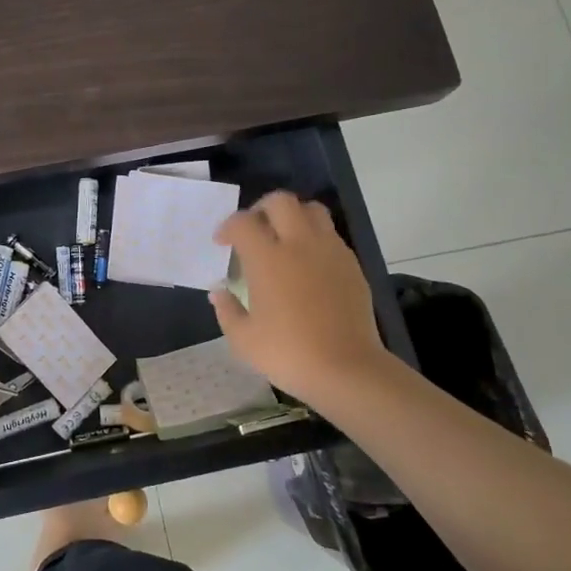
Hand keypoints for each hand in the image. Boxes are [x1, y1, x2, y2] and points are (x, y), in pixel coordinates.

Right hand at [209, 192, 392, 408]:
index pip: (242, 222)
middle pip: (280, 201)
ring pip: (312, 210)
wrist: (346, 369)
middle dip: (261, 208)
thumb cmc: (287, 353)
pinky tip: (307, 263)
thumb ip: (226, 309)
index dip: (227, 227)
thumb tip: (219, 291)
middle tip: (253, 230)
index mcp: (267, 258)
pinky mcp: (351, 265)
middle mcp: (299, 244)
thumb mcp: (242, 339)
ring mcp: (330, 251)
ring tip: (283, 238)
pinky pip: (330, 235)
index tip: (222, 243)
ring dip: (293, 216)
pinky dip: (314, 237)